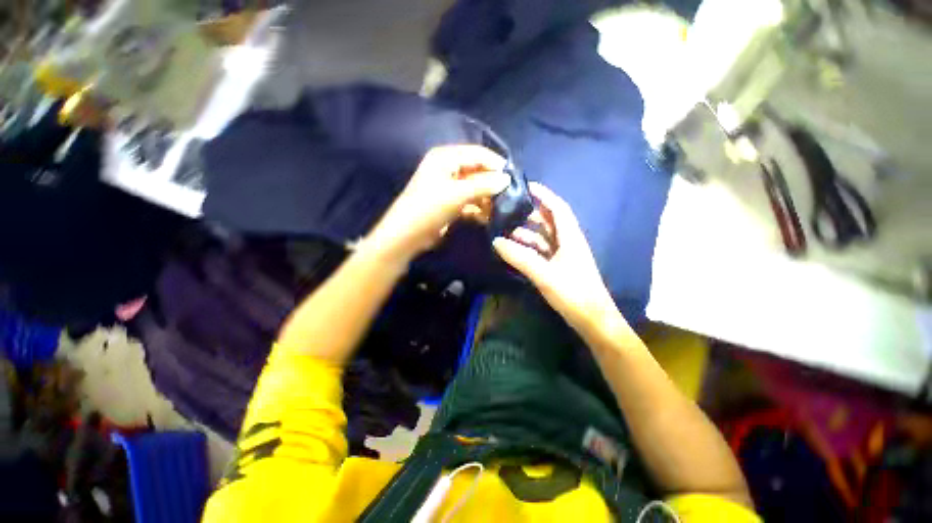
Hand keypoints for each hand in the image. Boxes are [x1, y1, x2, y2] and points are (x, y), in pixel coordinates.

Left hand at [367, 145, 508, 261]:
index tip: (514, 178)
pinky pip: (470, 202)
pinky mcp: (451, 203)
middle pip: (478, 171)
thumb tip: (507, 179)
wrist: (406, 236)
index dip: (497, 164)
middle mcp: (448, 168)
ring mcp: (449, 187)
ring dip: (487, 199)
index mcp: (446, 158)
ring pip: (476, 188)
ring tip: (501, 210)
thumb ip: (483, 185)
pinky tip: (488, 218)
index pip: (479, 154)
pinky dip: (479, 209)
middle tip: (510, 197)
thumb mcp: (457, 195)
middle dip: (493, 184)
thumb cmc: (429, 209)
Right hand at [493, 183, 617, 331]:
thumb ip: (519, 257)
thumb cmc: (573, 293)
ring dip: (527, 232)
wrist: (593, 320)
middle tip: (509, 208)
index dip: (544, 195)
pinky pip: (541, 251)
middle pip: (549, 221)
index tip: (526, 186)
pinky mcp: (559, 268)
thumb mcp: (544, 274)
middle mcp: (568, 242)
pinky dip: (528, 248)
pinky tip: (515, 249)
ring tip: (505, 229)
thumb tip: (496, 241)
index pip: (558, 208)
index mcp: (570, 237)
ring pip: (544, 237)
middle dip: (531, 213)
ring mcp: (564, 256)